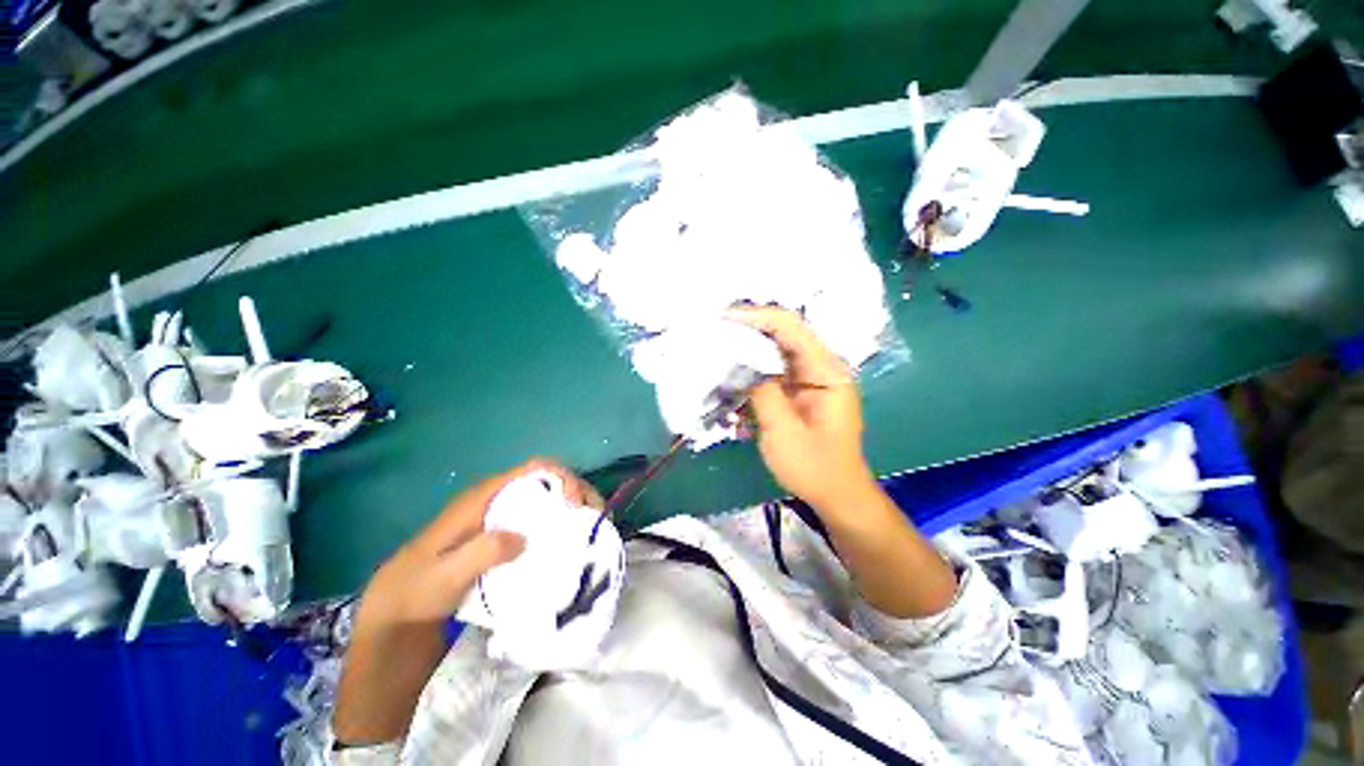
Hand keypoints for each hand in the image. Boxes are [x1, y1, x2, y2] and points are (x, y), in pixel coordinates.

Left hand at [357, 459, 600, 629]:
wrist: (397, 612)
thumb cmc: (416, 590)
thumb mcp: (444, 575)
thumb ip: (481, 553)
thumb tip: (525, 537)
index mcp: (485, 497)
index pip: (533, 470)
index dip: (562, 477)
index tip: (576, 503)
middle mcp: (499, 500)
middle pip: (549, 481)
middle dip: (578, 492)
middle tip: (596, 517)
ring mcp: (503, 518)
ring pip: (548, 500)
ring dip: (574, 509)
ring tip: (592, 531)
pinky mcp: (505, 536)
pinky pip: (541, 521)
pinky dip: (561, 526)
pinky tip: (570, 546)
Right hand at [729, 306, 877, 513]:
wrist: (836, 495)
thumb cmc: (814, 467)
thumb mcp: (783, 431)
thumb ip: (763, 393)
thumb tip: (743, 365)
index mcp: (827, 372)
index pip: (791, 329)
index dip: (758, 317)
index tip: (725, 316)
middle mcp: (821, 368)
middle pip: (783, 336)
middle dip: (749, 331)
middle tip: (715, 329)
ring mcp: (810, 380)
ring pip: (775, 353)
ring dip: (747, 351)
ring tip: (717, 349)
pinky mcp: (799, 392)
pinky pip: (773, 373)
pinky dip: (751, 373)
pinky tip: (731, 380)